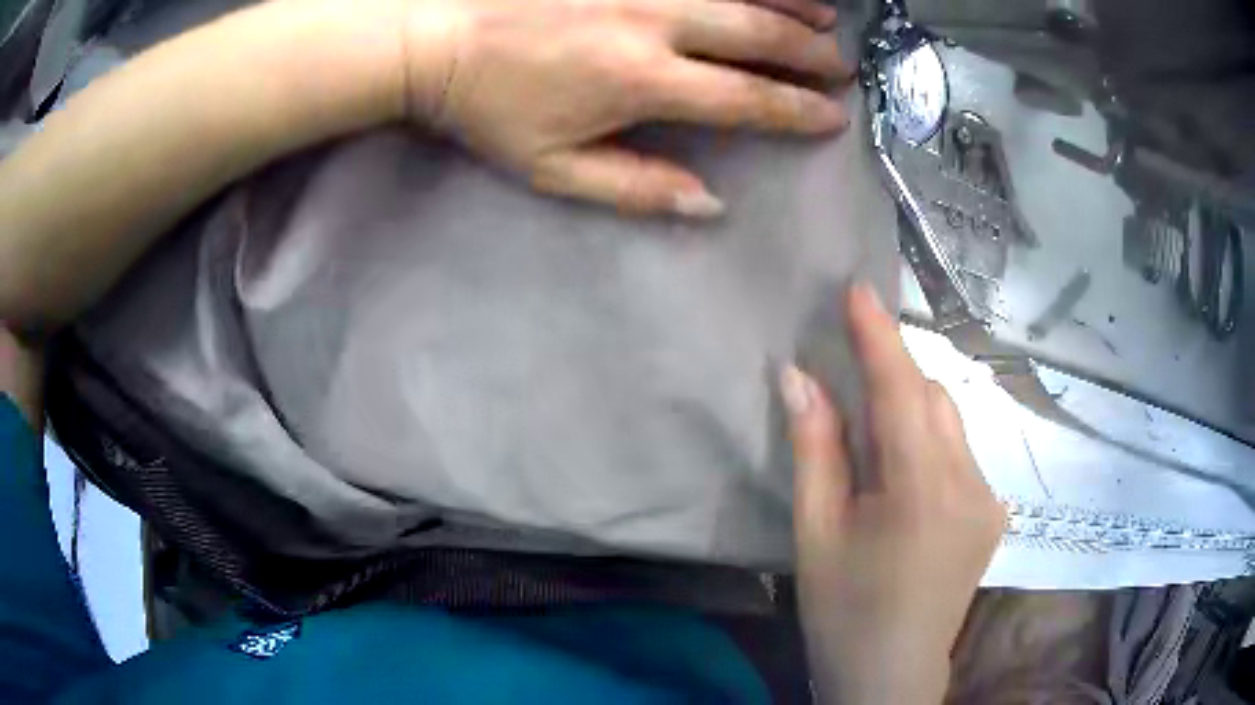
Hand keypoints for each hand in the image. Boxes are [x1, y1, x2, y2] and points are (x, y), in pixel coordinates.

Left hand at [397, 0, 851, 215]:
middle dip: (809, 55)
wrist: (435, 40)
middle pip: (758, 36)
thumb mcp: (552, 168)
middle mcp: (655, 22)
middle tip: (840, 67)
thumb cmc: (489, 107)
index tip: (831, 118)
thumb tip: (710, 204)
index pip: (745, 99)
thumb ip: (636, 188)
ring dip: (793, 4)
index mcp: (641, 81)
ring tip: (826, 19)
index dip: (796, 112)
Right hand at [779, 284, 1005, 703]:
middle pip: (934, 400)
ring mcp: (990, 499)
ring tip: (875, 438)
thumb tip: (799, 376)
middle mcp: (970, 484)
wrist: (893, 673)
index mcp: (921, 491)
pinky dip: (932, 443)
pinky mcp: (995, 513)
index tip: (858, 288)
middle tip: (850, 376)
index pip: (901, 391)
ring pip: (952, 424)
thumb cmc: (843, 611)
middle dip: (894, 376)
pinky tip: (906, 478)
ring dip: (914, 411)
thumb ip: (815, 449)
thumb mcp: (816, 533)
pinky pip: (963, 454)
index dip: (879, 336)